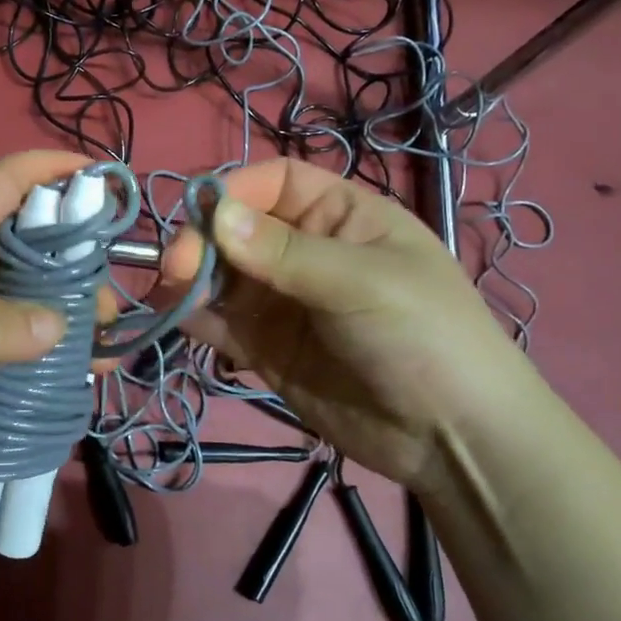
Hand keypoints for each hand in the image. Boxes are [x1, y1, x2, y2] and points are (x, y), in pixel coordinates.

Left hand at [0, 151, 89, 497]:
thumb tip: (62, 328)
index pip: (0, 186)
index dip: (46, 168)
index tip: (98, 174)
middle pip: (27, 255)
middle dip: (74, 267)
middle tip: (111, 302)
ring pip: (24, 315)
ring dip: (65, 327)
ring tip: (107, 349)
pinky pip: (9, 366)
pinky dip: (42, 373)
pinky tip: (76, 387)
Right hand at [164, 159, 539, 490]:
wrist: (452, 438)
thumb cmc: (425, 336)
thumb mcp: (363, 282)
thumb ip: (286, 252)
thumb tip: (215, 215)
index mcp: (341, 216)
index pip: (275, 182)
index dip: (235, 189)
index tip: (198, 213)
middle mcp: (305, 252)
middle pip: (237, 228)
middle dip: (203, 240)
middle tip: (176, 267)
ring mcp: (282, 302)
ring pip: (221, 276)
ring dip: (191, 279)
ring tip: (169, 292)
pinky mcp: (266, 348)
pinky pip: (221, 324)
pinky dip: (195, 319)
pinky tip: (178, 319)